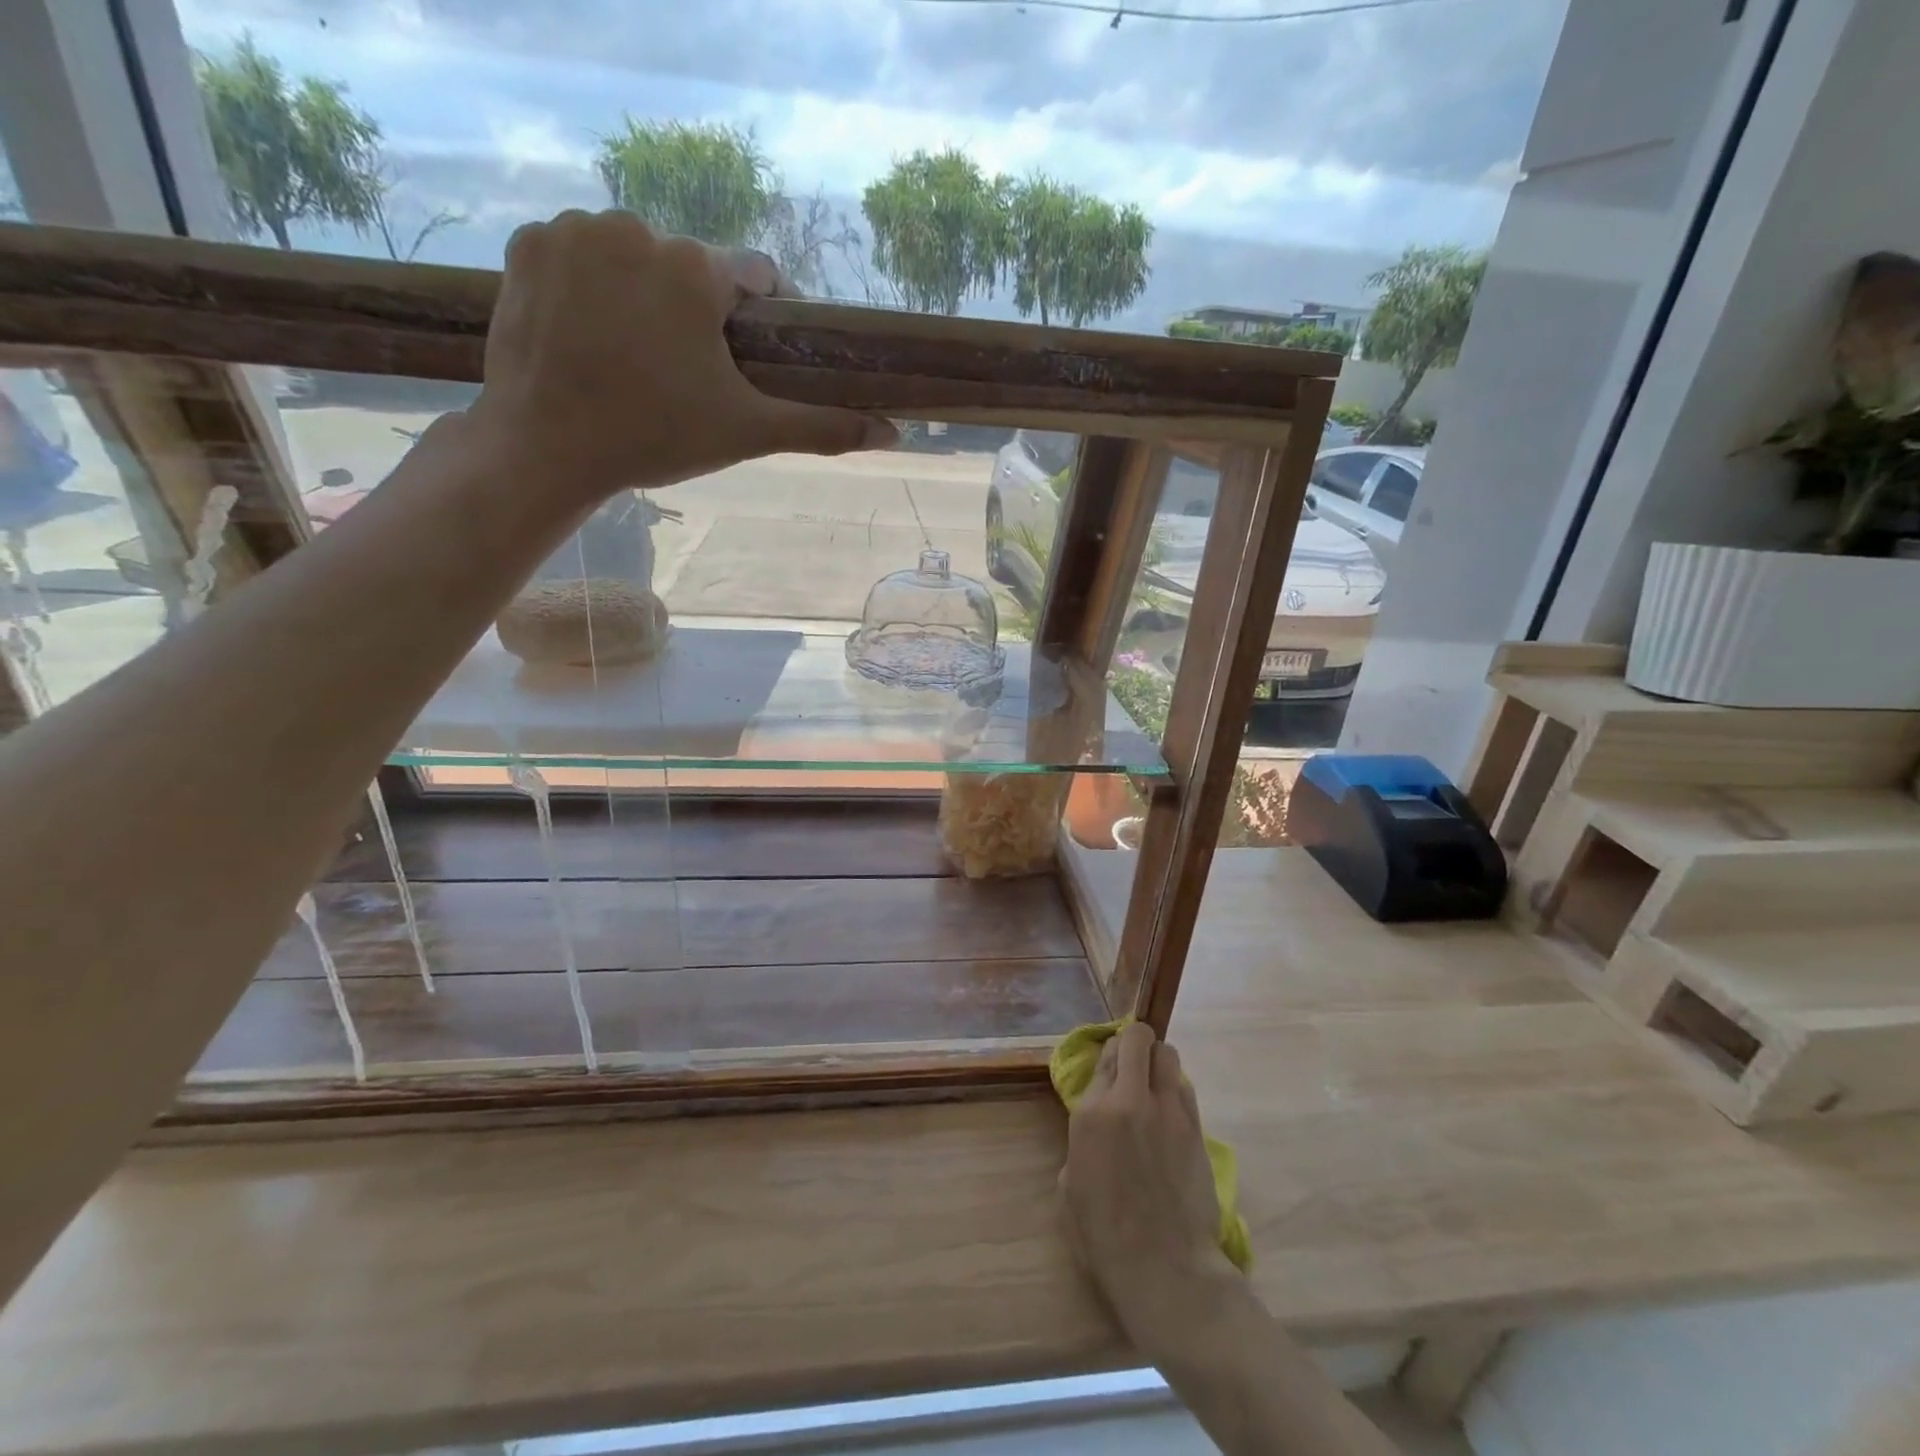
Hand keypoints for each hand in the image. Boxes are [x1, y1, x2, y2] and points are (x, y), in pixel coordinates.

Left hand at [467, 209, 894, 505]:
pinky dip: (591, 286)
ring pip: (634, 257)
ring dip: (644, 295)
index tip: (750, 353)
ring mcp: (573, 231)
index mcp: (694, 269)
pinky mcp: (527, 244)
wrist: (547, 447)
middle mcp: (635, 228)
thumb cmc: (656, 438)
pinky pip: (579, 255)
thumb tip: (894, 435)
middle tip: (686, 372)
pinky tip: (590, 333)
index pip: (752, 273)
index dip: (761, 314)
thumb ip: (822, 427)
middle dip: (696, 311)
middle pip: (688, 267)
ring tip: (636, 356)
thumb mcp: (747, 433)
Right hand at [1060, 1022, 1236, 1342]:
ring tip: (1155, 1087)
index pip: (1106, 1054)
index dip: (1110, 1054)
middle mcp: (1129, 1100)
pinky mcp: (1196, 1128)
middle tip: (1135, 1062)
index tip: (1112, 1066)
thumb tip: (1099, 1124)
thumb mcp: (1071, 1182)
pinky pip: (1185, 1089)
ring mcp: (1168, 1111)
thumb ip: (1084, 1138)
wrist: (1164, 1268)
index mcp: (1092, 1113)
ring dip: (1159, 1063)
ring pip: (1169, 1055)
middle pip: (1139, 1039)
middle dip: (1137, 1041)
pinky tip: (1171, 1117)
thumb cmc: (1104, 1235)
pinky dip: (1176, 1091)